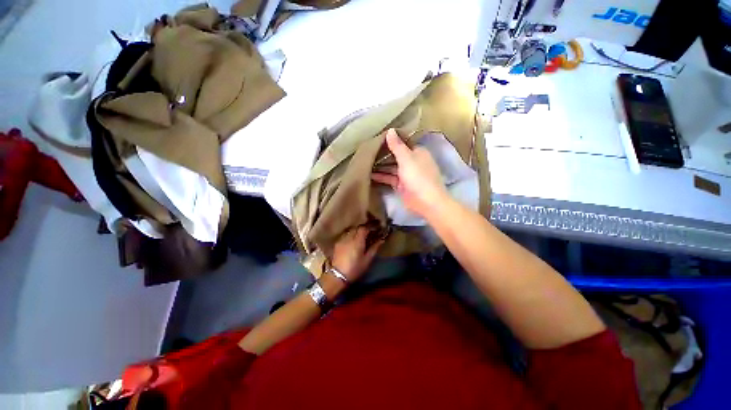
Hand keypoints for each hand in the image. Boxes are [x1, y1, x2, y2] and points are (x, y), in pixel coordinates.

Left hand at [331, 226, 382, 282]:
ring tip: (360, 238)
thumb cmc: (355, 268)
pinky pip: (345, 236)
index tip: (374, 230)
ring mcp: (342, 240)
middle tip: (368, 234)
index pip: (363, 228)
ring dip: (356, 232)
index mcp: (358, 240)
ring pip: (350, 231)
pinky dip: (350, 236)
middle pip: (356, 228)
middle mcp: (349, 237)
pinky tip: (351, 242)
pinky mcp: (337, 244)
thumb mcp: (367, 260)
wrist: (338, 275)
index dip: (369, 228)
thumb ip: (374, 248)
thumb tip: (381, 240)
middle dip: (362, 230)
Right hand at [371, 129, 447, 217]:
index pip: (403, 142)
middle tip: (367, 149)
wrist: (426, 202)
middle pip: (396, 155)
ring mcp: (406, 174)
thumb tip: (390, 130)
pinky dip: (381, 176)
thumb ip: (397, 145)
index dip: (391, 139)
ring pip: (391, 167)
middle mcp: (412, 162)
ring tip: (365, 161)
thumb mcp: (407, 158)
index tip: (377, 137)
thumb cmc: (418, 176)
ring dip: (380, 165)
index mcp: (418, 152)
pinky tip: (369, 174)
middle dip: (383, 153)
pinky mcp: (401, 185)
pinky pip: (389, 178)